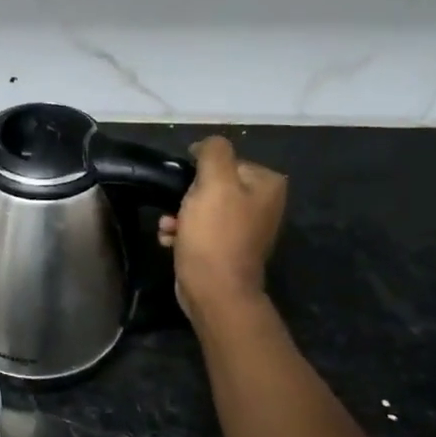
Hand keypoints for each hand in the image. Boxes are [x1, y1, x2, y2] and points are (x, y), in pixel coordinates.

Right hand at [157, 135, 287, 321]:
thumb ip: (213, 152)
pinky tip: (170, 241)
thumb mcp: (214, 183)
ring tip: (168, 228)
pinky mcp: (228, 249)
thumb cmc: (215, 234)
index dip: (200, 172)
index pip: (227, 161)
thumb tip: (205, 145)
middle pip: (214, 185)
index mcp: (267, 185)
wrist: (215, 291)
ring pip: (204, 208)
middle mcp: (263, 204)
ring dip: (180, 216)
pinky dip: (184, 233)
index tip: (185, 187)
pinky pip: (202, 230)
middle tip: (174, 210)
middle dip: (187, 197)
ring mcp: (246, 229)